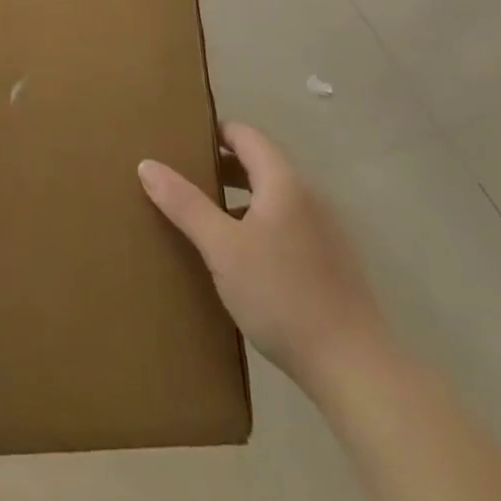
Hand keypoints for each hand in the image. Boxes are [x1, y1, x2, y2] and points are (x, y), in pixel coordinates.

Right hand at [139, 123, 389, 397]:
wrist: (353, 367)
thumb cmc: (281, 295)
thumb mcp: (222, 248)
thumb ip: (185, 204)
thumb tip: (147, 164)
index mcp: (284, 183)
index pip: (246, 136)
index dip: (214, 133)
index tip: (180, 142)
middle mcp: (308, 198)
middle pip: (260, 165)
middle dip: (221, 167)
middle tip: (182, 179)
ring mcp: (324, 231)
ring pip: (272, 199)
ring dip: (238, 199)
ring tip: (202, 219)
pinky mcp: (329, 263)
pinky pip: (285, 226)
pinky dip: (257, 225)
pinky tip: (238, 259)